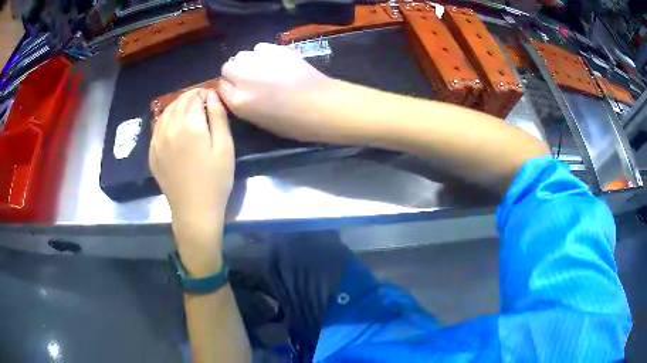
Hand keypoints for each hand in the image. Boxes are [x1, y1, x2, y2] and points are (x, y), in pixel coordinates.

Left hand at [149, 89, 233, 274]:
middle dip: (190, 98)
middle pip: (178, 102)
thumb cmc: (215, 180)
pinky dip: (166, 121)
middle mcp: (169, 128)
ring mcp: (157, 141)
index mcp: (188, 125)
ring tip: (188, 114)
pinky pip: (157, 128)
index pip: (194, 96)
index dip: (204, 93)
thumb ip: (218, 117)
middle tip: (202, 105)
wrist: (194, 211)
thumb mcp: (225, 147)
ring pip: (165, 113)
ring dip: (177, 107)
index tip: (212, 99)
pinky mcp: (152, 153)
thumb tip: (212, 96)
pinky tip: (174, 128)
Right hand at [219, 43, 344, 142]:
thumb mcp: (260, 121)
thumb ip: (242, 104)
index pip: (221, 87)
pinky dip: (263, 54)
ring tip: (264, 70)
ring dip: (248, 62)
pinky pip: (259, 48)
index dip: (229, 88)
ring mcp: (259, 61)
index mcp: (239, 102)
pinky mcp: (276, 49)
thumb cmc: (294, 122)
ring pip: (242, 55)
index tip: (238, 90)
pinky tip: (275, 62)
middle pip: (228, 67)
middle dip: (235, 73)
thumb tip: (237, 90)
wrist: (323, 104)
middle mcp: (243, 78)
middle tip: (251, 79)